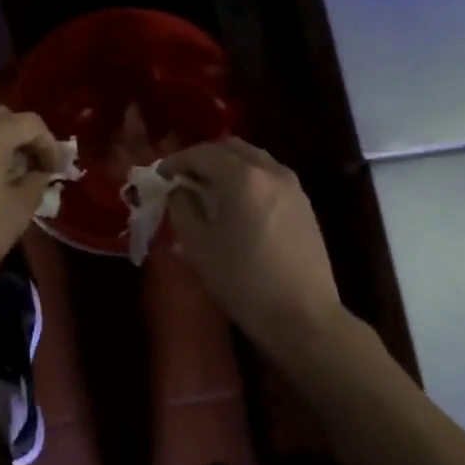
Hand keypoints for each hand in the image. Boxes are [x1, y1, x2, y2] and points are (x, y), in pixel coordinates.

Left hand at [0, 107, 58, 298]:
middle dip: (24, 140)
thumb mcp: (17, 212)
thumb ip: (36, 184)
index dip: (50, 145)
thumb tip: (39, 173)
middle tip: (36, 169)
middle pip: (4, 119)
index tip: (57, 172)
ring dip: (0, 146)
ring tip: (10, 178)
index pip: (32, 123)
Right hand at [161, 139, 342, 354]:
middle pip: (231, 148)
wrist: (304, 316)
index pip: (202, 153)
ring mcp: (292, 186)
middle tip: (184, 177)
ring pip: (254, 159)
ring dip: (228, 165)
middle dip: (204, 157)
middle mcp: (270, 171)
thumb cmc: (244, 282)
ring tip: (209, 188)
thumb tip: (179, 190)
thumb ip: (183, 208)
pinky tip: (237, 202)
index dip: (177, 161)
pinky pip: (270, 175)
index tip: (160, 175)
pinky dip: (248, 177)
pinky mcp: (304, 204)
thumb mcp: (200, 246)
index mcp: (242, 177)